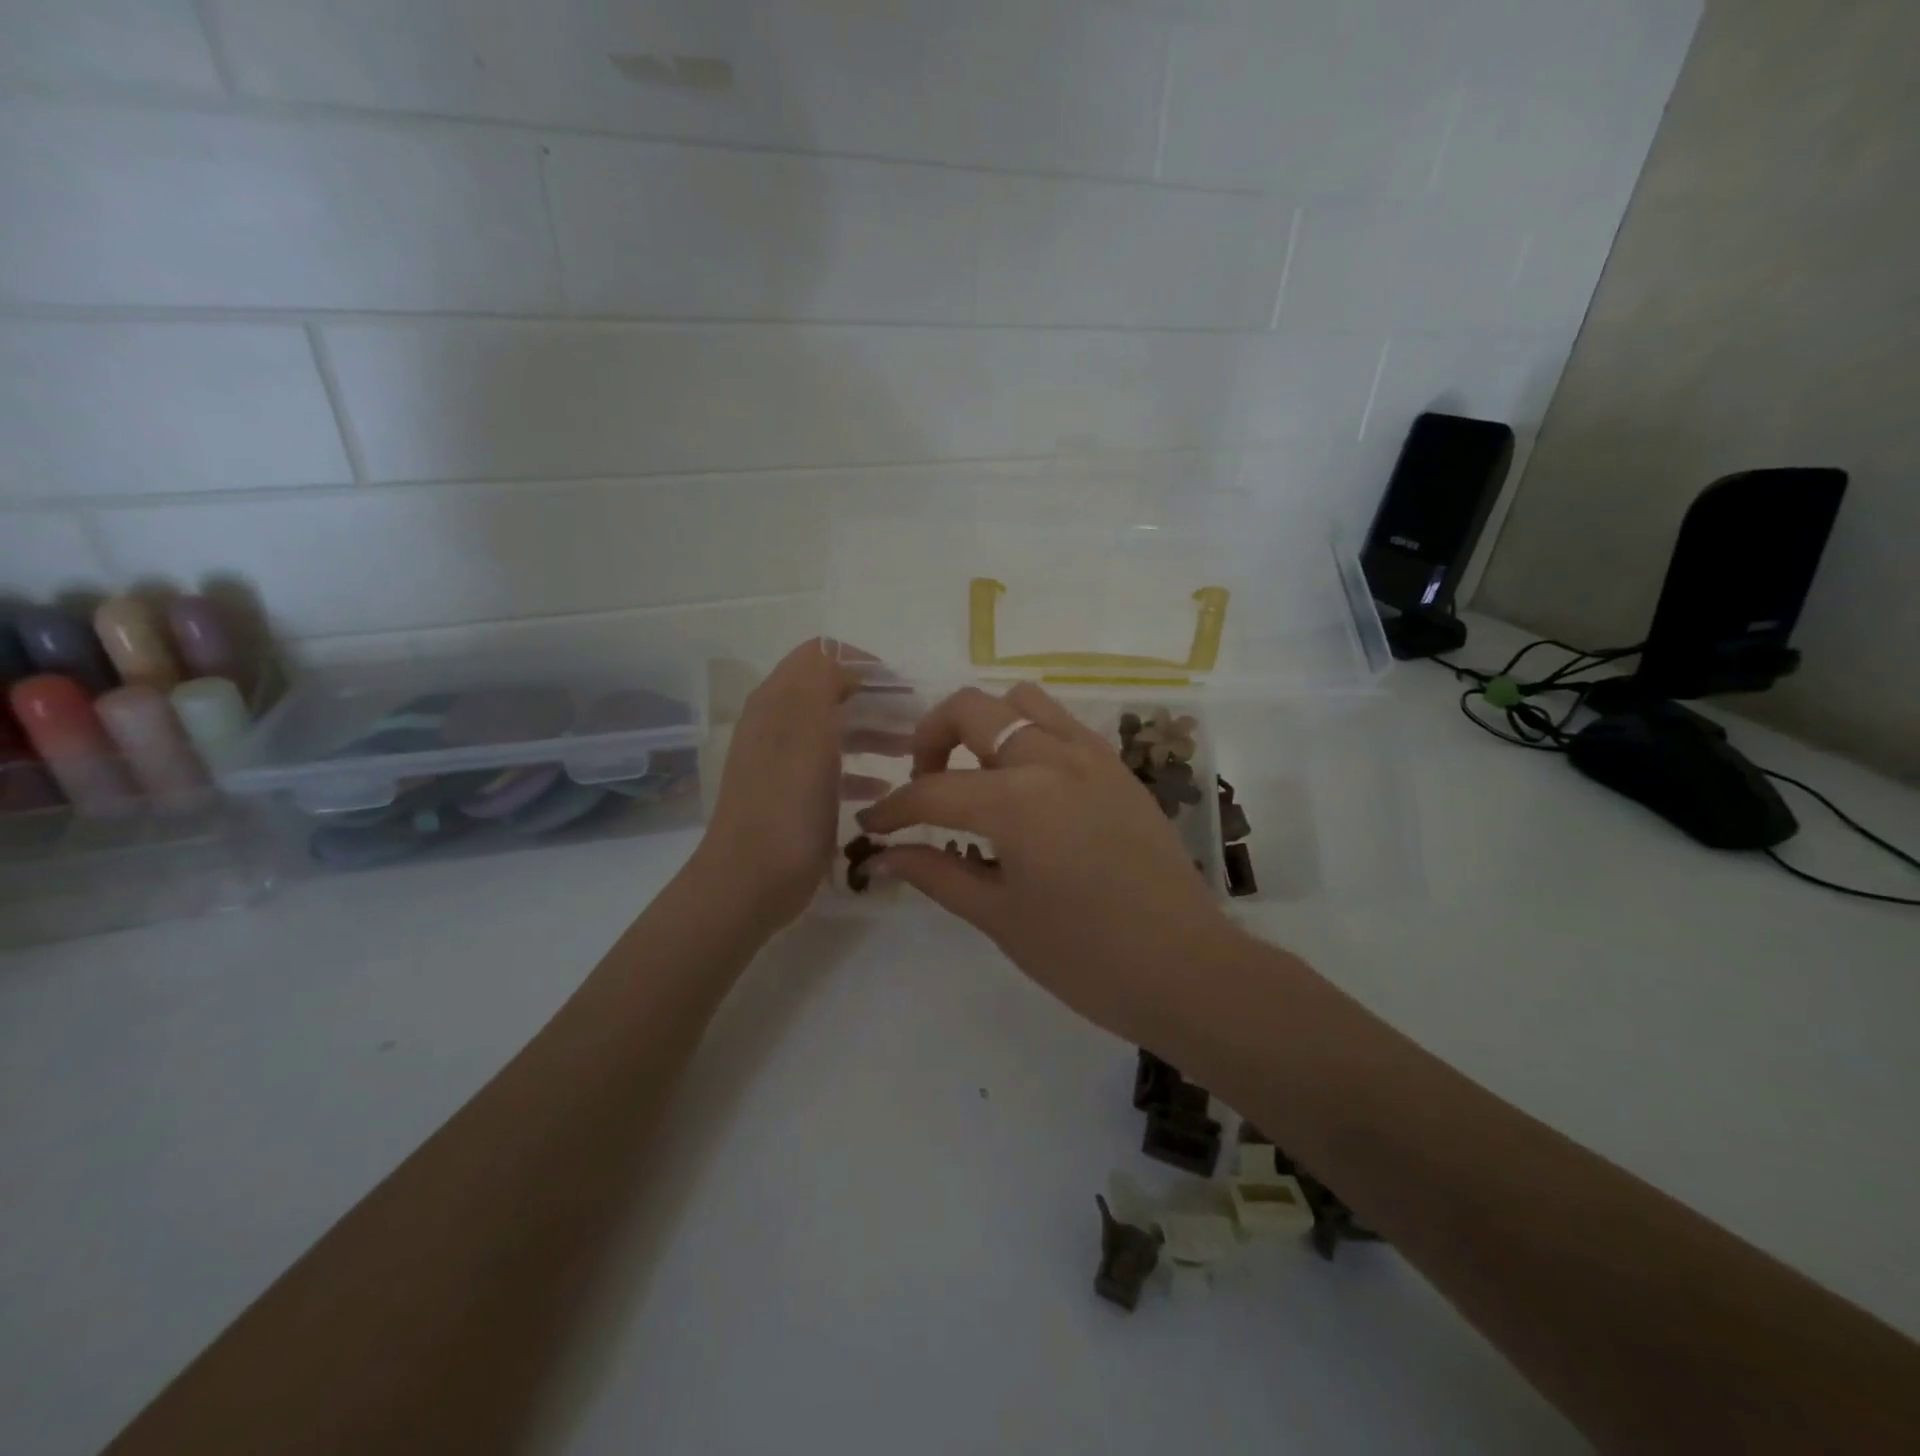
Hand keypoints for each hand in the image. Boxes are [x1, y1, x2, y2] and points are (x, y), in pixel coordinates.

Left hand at [696, 639, 896, 929]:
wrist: (750, 880)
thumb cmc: (786, 803)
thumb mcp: (808, 730)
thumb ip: (823, 681)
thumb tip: (848, 665)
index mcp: (778, 701)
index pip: (821, 655)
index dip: (862, 662)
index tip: (902, 686)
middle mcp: (777, 724)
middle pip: (831, 691)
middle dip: (875, 698)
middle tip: (918, 718)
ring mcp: (783, 762)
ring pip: (835, 730)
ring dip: (873, 732)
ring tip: (911, 750)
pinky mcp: (792, 797)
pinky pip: (832, 769)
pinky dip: (859, 770)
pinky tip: (884, 786)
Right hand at [857, 682, 1238, 1047]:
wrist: (1184, 968)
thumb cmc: (1084, 956)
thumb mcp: (999, 917)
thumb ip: (936, 874)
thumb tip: (883, 856)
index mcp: (1016, 800)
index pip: (932, 790)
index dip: (893, 809)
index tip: (870, 826)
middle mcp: (1051, 758)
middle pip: (971, 709)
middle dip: (930, 738)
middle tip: (923, 784)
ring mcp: (1091, 755)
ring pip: (1021, 702)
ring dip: (985, 724)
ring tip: (976, 773)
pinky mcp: (1118, 767)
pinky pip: (1062, 724)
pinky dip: (1029, 735)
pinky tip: (1026, 784)